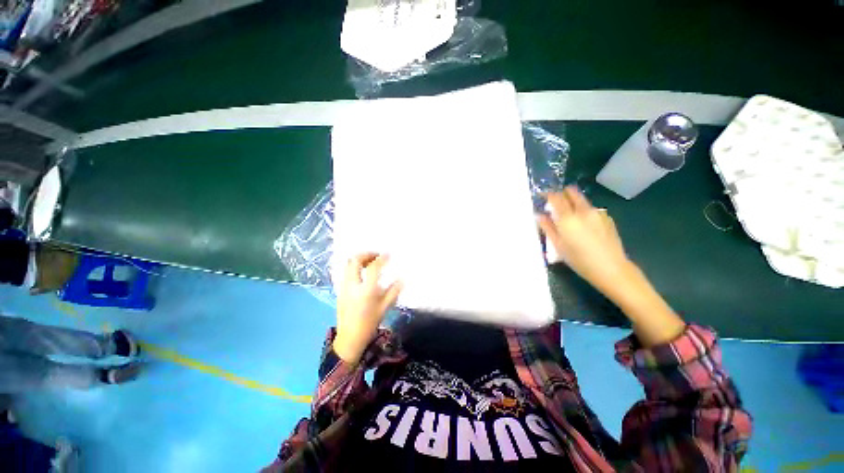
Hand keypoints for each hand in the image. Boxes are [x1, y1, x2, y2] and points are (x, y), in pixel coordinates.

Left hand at [334, 253, 402, 363]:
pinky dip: (354, 267)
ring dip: (359, 259)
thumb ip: (393, 292)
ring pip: (348, 265)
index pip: (372, 267)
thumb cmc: (369, 323)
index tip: (388, 255)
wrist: (349, 338)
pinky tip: (363, 273)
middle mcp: (353, 285)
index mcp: (366, 290)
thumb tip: (402, 280)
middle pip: (355, 260)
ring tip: (370, 262)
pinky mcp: (340, 290)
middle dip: (366, 254)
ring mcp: (344, 287)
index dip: (381, 258)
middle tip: (376, 256)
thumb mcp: (384, 308)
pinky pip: (346, 272)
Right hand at [538, 186, 631, 292]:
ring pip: (582, 201)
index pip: (556, 197)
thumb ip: (548, 228)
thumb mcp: (558, 246)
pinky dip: (584, 212)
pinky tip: (585, 227)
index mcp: (568, 218)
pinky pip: (592, 210)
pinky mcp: (608, 218)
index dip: (547, 195)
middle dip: (562, 194)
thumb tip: (540, 215)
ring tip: (570, 218)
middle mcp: (583, 211)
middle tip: (556, 204)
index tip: (542, 197)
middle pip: (572, 192)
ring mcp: (598, 213)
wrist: (612, 269)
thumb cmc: (579, 260)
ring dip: (573, 204)